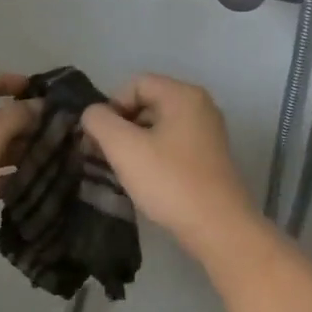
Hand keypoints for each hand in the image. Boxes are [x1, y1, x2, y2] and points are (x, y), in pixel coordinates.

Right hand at [80, 75, 255, 251]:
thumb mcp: (124, 148)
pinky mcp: (209, 157)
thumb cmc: (169, 181)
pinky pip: (172, 144)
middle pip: (147, 103)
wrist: (218, 227)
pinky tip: (144, 179)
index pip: (135, 84)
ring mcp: (208, 132)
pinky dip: (153, 155)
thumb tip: (93, 114)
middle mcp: (200, 106)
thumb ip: (100, 122)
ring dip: (134, 143)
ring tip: (120, 170)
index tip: (99, 138)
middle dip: (120, 126)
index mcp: (183, 95)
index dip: (111, 106)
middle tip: (102, 155)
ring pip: (159, 126)